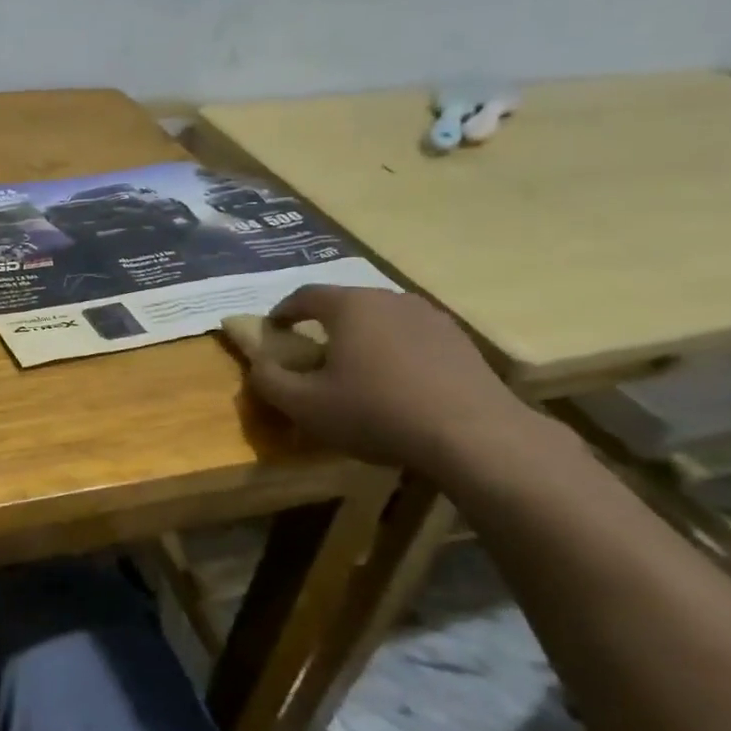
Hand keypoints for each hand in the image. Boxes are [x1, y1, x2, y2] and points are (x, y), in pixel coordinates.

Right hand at [246, 286, 540, 476]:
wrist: (473, 435)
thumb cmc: (376, 412)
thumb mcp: (305, 405)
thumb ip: (270, 381)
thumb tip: (258, 364)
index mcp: (349, 306)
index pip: (305, 295)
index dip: (283, 311)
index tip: (273, 330)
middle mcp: (388, 299)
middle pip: (345, 303)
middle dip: (323, 324)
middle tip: (312, 351)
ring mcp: (429, 317)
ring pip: (381, 319)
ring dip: (362, 337)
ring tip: (355, 368)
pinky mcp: (458, 341)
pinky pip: (412, 337)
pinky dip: (395, 351)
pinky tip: (397, 382)